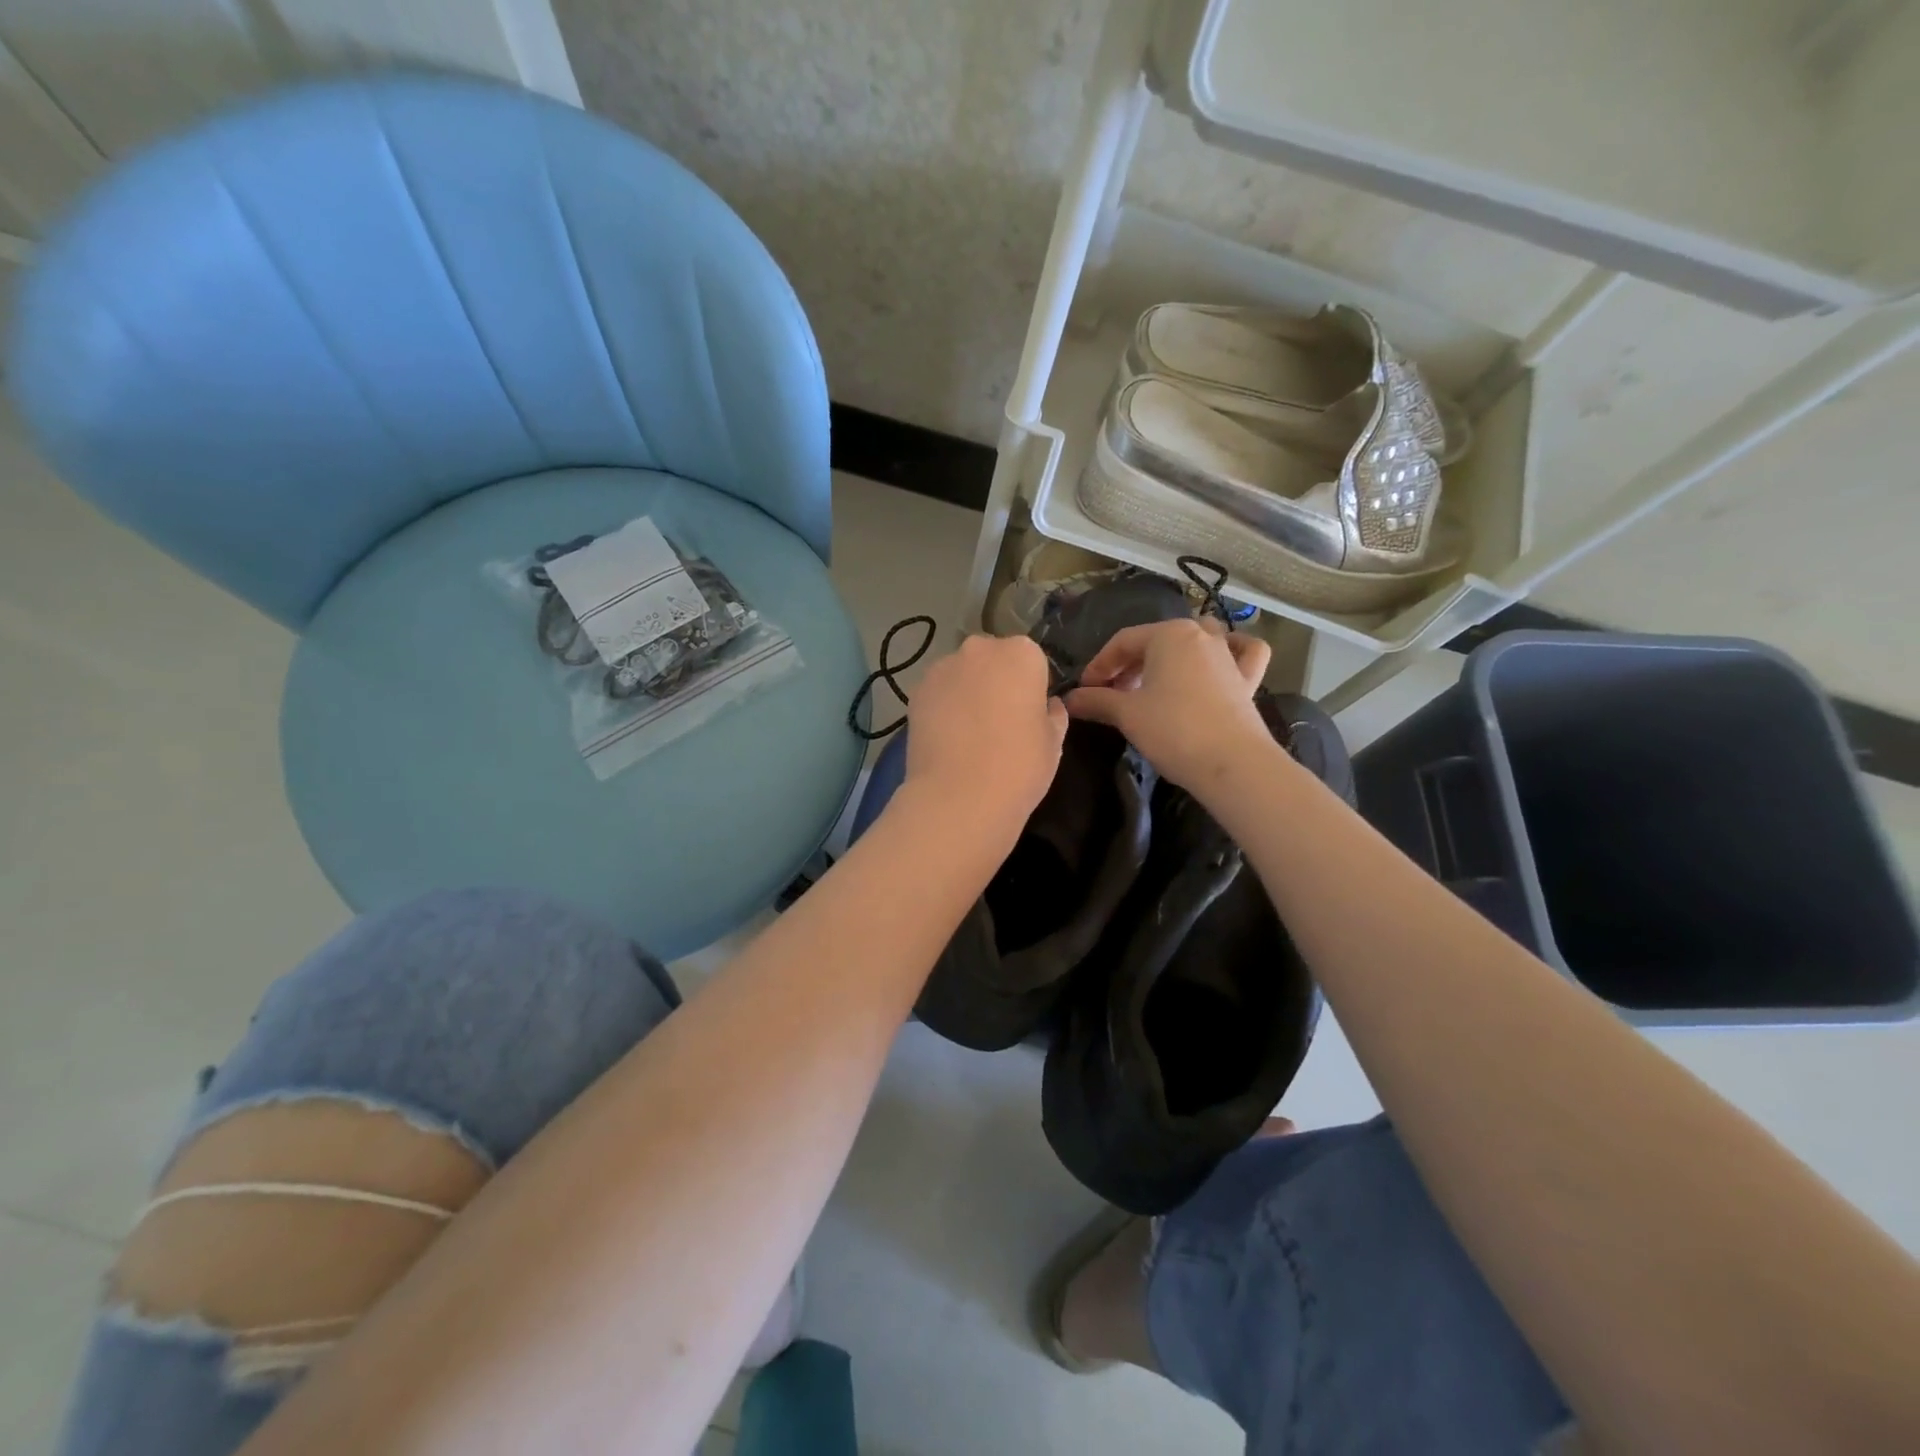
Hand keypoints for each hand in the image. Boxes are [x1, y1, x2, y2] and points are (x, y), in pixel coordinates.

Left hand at [903, 634, 1067, 840]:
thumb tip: (1048, 706)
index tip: (1029, 713)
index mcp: (1022, 654)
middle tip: (1000, 722)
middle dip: (996, 681)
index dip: (1031, 686)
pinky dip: (943, 707)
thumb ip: (1053, 714)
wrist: (959, 797)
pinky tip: (948, 739)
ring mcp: (942, 668)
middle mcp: (980, 649)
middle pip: (993, 659)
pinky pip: (938, 693)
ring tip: (970, 734)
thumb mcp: (1054, 742)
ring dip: (968, 692)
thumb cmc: (1019, 766)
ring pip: (962, 674)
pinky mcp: (916, 692)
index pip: (1032, 660)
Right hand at [1064, 618, 1273, 790]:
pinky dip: (1231, 651)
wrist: (1232, 764)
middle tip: (1111, 696)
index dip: (1099, 665)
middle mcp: (1201, 635)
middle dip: (1129, 666)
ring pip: (1196, 642)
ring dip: (1171, 657)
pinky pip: (1242, 652)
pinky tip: (1221, 660)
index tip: (1084, 691)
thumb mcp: (1126, 714)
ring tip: (1154, 684)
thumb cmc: (1173, 730)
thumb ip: (1096, 701)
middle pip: (1156, 642)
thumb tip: (1070, 699)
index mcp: (1168, 634)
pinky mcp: (1248, 678)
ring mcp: (1228, 655)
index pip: (1122, 642)